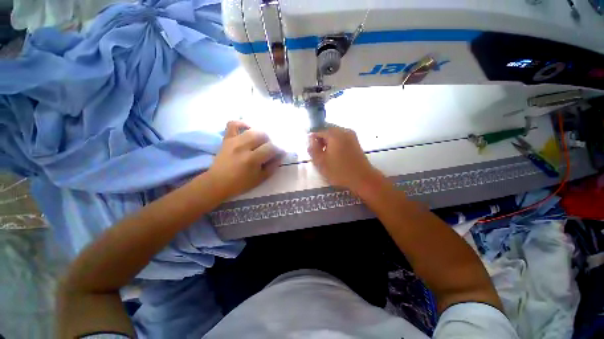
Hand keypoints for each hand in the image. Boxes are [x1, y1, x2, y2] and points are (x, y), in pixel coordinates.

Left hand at [207, 121, 283, 199]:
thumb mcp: (260, 179)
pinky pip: (233, 124)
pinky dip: (242, 124)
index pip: (271, 148)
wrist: (217, 183)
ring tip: (260, 142)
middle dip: (270, 142)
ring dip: (260, 135)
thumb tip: (280, 156)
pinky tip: (248, 130)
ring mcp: (233, 141)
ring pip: (252, 130)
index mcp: (252, 159)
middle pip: (263, 135)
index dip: (279, 150)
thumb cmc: (240, 184)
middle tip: (269, 149)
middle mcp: (243, 147)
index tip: (281, 153)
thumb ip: (272, 167)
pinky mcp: (226, 139)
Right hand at [308, 126, 385, 194]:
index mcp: (334, 134)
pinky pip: (341, 138)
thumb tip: (310, 139)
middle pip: (327, 131)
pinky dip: (336, 144)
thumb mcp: (321, 162)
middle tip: (318, 154)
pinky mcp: (355, 141)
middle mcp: (343, 130)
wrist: (362, 178)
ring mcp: (351, 135)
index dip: (312, 140)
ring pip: (334, 135)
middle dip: (321, 141)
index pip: (318, 131)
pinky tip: (335, 155)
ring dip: (328, 143)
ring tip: (326, 156)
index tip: (311, 151)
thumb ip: (313, 149)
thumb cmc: (340, 171)